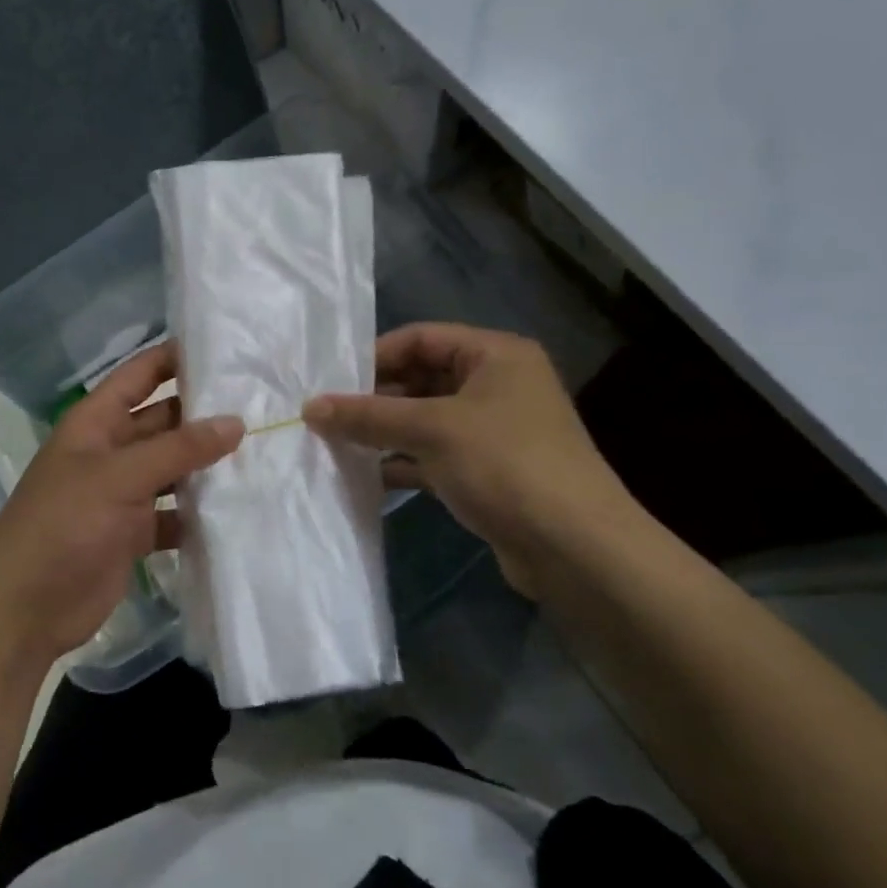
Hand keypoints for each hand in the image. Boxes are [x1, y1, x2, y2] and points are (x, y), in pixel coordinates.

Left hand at [0, 343, 243, 666]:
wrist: (26, 607)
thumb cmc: (64, 524)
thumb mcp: (119, 477)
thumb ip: (178, 449)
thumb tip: (235, 422)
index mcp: (96, 422)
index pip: (139, 375)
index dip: (174, 358)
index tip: (226, 349)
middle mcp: (110, 451)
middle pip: (163, 421)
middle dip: (204, 415)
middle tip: (262, 406)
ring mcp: (122, 494)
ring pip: (172, 469)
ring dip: (207, 466)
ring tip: (263, 454)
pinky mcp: (133, 533)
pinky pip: (173, 514)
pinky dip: (198, 514)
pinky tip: (239, 509)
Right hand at [302, 324, 633, 592]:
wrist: (577, 549)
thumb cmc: (506, 466)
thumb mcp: (431, 431)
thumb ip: (368, 416)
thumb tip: (309, 407)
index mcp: (495, 355)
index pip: (420, 338)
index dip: (374, 357)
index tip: (330, 382)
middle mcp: (497, 384)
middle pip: (420, 378)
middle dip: (374, 398)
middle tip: (326, 416)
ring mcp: (493, 430)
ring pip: (424, 419)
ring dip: (384, 431)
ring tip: (335, 444)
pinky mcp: (488, 471)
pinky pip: (434, 454)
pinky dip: (402, 461)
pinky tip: (366, 476)